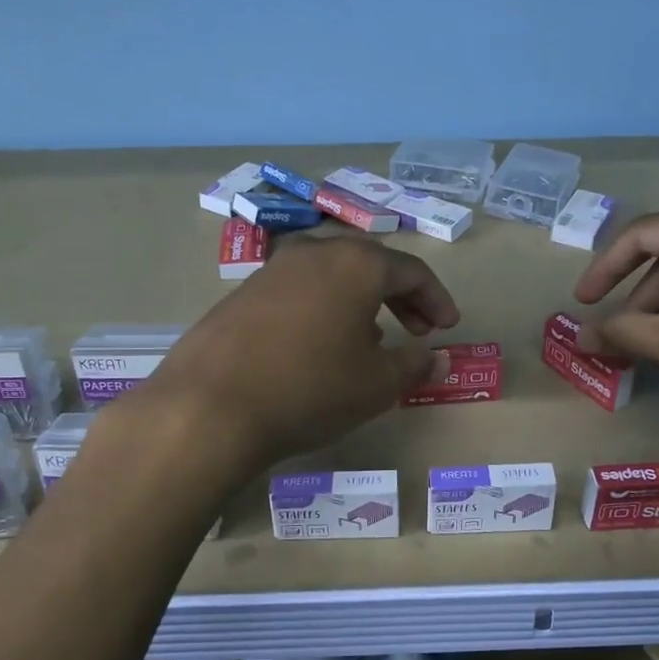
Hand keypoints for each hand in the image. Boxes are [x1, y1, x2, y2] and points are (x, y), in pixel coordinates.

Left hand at [146, 234, 460, 470]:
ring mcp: (273, 269)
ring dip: (361, 303)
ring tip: (371, 341)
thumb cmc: (311, 389)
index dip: (437, 299)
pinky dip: (324, 309)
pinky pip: (300, 291)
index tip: (448, 327)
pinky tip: (320, 346)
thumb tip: (439, 358)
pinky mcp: (242, 293)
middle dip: (401, 297)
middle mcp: (315, 253)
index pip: (412, 271)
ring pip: (333, 276)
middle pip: (371, 266)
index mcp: (356, 264)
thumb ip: (415, 365)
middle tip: (418, 331)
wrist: (210, 406)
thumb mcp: (377, 384)